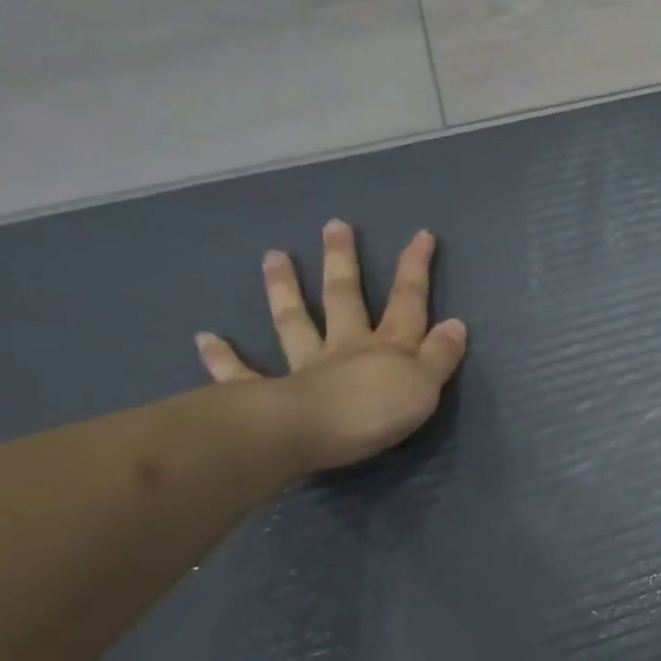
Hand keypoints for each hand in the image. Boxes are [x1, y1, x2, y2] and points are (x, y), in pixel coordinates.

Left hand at [195, 220, 467, 473]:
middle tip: (334, 225)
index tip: (421, 235)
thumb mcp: (424, 384)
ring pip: (295, 322)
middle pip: (345, 298)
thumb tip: (455, 324)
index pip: (408, 300)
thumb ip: (440, 356)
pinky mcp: (267, 394)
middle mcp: (346, 348)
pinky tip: (205, 339)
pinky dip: (223, 357)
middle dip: (343, 261)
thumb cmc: (374, 411)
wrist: (306, 435)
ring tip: (274, 256)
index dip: (416, 268)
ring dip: (285, 290)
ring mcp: (304, 367)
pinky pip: (241, 373)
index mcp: (388, 347)